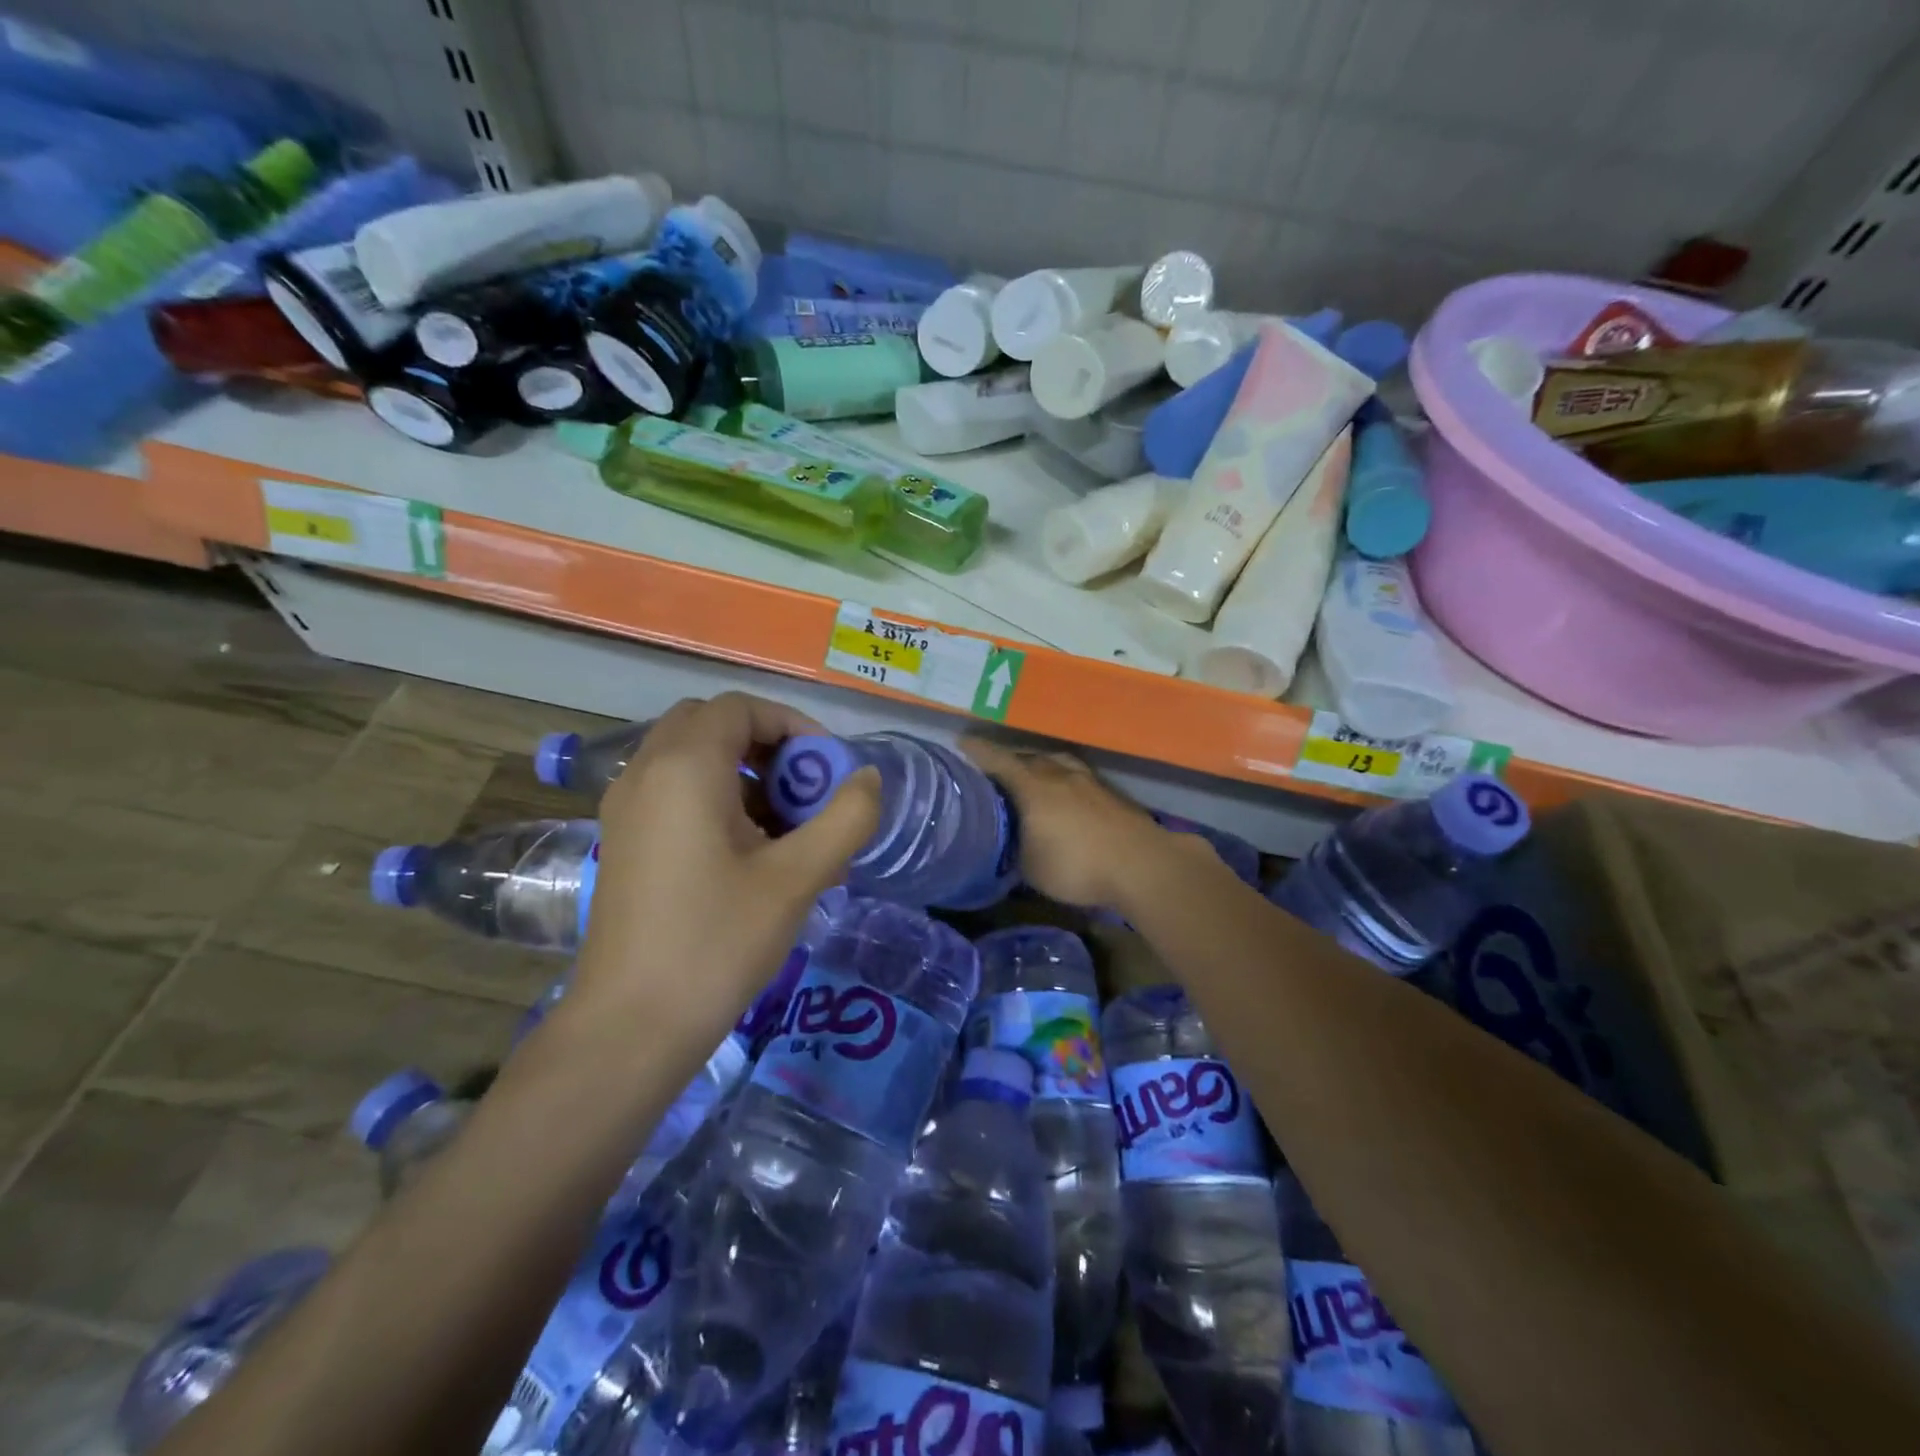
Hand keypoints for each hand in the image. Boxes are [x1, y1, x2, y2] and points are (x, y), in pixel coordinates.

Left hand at [573, 693, 879, 1041]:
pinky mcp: (623, 842)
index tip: (827, 767)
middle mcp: (645, 773)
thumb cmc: (717, 942)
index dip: (792, 725)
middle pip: (711, 725)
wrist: (631, 1026)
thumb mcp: (798, 877)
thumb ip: (845, 818)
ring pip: (691, 759)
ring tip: (786, 828)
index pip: (740, 708)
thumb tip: (867, 779)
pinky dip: (716, 799)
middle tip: (803, 789)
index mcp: (683, 768)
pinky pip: (673, 792)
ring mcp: (626, 809)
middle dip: (766, 746)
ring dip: (742, 774)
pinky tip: (750, 855)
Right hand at [961, 738, 1163, 910]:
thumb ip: (1013, 850)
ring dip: (1042, 765)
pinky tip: (1066, 796)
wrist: (1141, 865)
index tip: (962, 743)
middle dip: (1010, 760)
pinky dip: (1065, 781)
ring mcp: (1090, 782)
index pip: (998, 761)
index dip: (978, 752)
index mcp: (1033, 786)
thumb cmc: (1076, 865)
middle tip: (995, 768)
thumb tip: (1007, 844)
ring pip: (1058, 763)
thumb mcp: (1030, 868)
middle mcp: (1059, 775)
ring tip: (1033, 775)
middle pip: (1029, 758)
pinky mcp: (1112, 796)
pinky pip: (1078, 778)